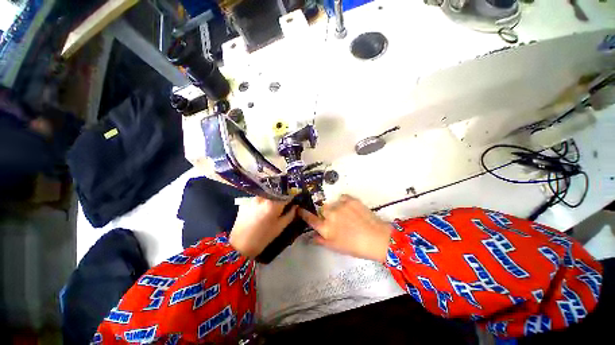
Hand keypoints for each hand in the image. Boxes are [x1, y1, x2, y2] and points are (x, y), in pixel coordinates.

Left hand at [229, 197, 297, 257]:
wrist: (239, 246)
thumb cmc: (263, 237)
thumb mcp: (280, 227)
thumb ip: (290, 214)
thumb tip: (295, 206)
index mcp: (273, 203)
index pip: (286, 194)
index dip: (291, 197)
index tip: (293, 200)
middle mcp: (263, 197)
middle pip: (276, 193)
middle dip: (281, 198)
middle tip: (282, 205)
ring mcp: (253, 198)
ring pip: (266, 195)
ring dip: (270, 200)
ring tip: (270, 209)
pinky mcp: (245, 202)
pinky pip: (258, 199)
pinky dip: (261, 203)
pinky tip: (260, 211)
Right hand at [298, 195, 391, 261]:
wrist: (377, 238)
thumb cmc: (355, 246)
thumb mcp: (336, 247)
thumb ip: (321, 240)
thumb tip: (311, 236)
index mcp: (325, 228)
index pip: (309, 219)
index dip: (303, 213)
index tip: (299, 208)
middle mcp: (330, 215)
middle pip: (323, 209)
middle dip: (327, 213)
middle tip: (338, 220)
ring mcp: (340, 205)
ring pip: (333, 203)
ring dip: (337, 208)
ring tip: (348, 215)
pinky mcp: (350, 199)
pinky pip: (342, 198)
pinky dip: (344, 202)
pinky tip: (352, 209)